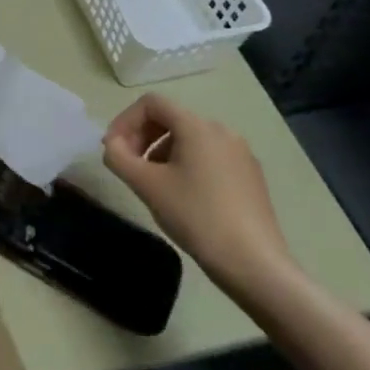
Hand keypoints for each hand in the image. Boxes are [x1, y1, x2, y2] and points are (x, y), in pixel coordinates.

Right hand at [103, 94, 296, 295]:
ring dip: (162, 152)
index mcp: (197, 126)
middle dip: (142, 137)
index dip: (125, 121)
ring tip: (154, 184)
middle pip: (171, 118)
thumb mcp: (146, 186)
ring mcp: (241, 154)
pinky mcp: (250, 176)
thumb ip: (119, 157)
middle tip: (129, 166)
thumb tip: (113, 145)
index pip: (151, 103)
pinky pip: (209, 157)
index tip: (114, 150)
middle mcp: (221, 131)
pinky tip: (184, 197)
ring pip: (190, 139)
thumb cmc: (196, 217)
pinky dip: (187, 165)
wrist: (256, 266)